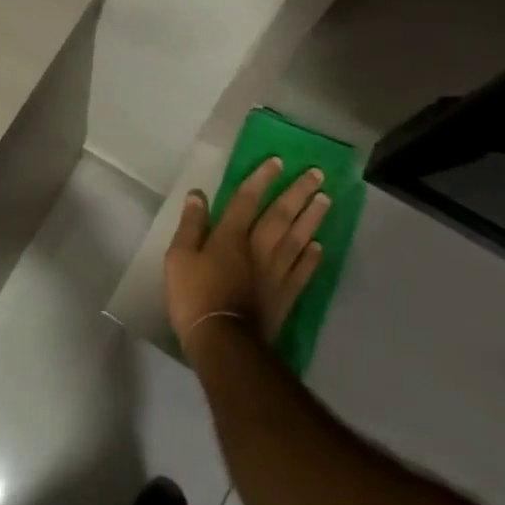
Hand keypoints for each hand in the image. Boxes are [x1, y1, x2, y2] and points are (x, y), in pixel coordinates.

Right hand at [165, 158, 330, 354]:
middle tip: (317, 174)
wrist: (223, 343)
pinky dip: (312, 258)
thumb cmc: (194, 297)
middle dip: (298, 192)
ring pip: (297, 239)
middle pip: (280, 215)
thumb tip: (197, 194)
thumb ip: (190, 225)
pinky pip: (302, 272)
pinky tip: (320, 246)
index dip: (261, 179)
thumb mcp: (178, 258)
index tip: (278, 161)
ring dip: (312, 218)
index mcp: (230, 236)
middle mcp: (257, 248)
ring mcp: (275, 273)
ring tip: (326, 199)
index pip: (247, 199)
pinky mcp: (285, 296)